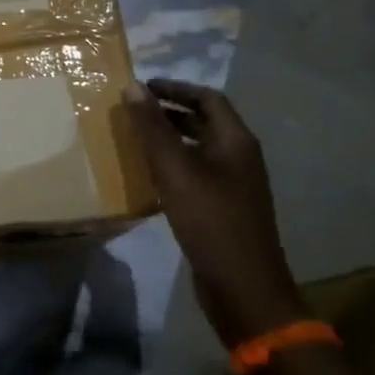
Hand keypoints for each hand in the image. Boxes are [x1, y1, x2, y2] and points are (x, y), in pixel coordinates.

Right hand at [123, 78, 307, 346]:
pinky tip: (148, 175)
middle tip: (132, 111)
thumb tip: (133, 87)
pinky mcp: (223, 208)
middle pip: (204, 121)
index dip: (176, 87)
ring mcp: (233, 184)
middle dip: (169, 111)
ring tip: (133, 138)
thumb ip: (153, 128)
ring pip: (198, 148)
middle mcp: (239, 157)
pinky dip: (172, 165)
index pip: (208, 98)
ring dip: (169, 138)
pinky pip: (195, 173)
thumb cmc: (211, 221)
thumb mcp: (176, 171)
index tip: (142, 87)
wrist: (243, 287)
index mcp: (236, 141)